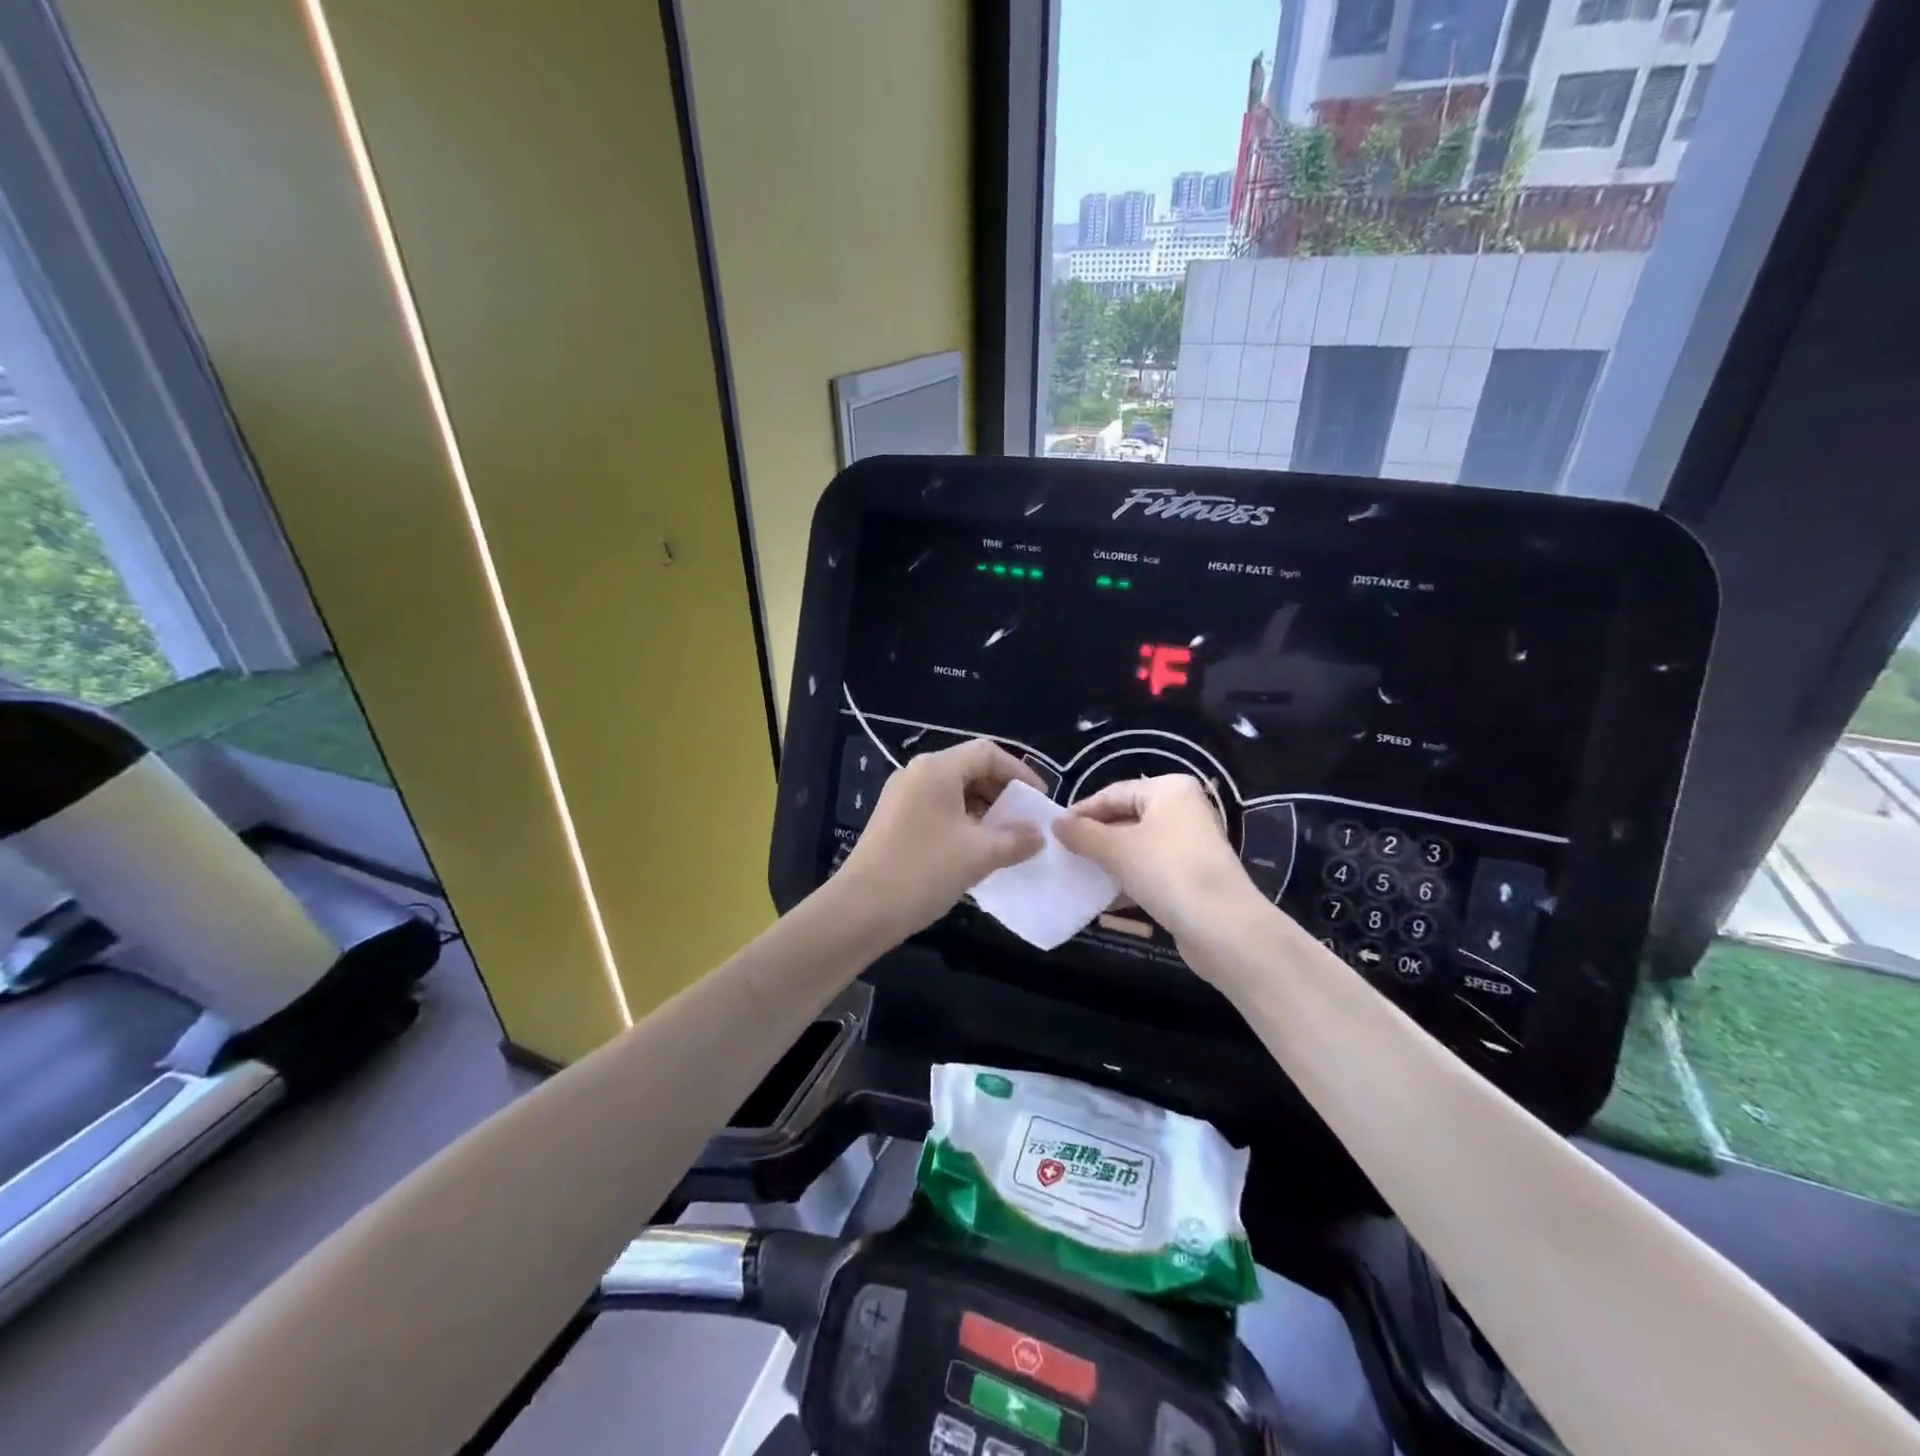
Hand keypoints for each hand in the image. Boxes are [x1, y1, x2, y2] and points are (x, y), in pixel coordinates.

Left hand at [834, 738, 1046, 941]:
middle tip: (1026, 821)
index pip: (987, 753)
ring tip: (1006, 839)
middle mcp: (917, 774)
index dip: (1020, 772)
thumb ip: (1016, 840)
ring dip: (984, 810)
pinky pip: (938, 810)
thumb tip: (1038, 834)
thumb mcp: (979, 855)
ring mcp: (901, 797)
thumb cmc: (923, 872)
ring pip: (954, 792)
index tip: (1040, 800)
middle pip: (970, 769)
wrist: (860, 910)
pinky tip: (976, 851)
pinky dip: (963, 822)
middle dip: (1002, 792)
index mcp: (936, 769)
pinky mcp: (894, 821)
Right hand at [1053, 775, 1261, 944]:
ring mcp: (1191, 843)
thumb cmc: (1167, 872)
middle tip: (1064, 854)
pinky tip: (1105, 896)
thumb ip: (1082, 834)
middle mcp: (1184, 809)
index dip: (1081, 812)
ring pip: (1138, 845)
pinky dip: (1128, 878)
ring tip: (1078, 874)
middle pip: (1126, 817)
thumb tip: (1056, 824)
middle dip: (1095, 837)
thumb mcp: (1116, 849)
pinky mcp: (1193, 875)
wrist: (1223, 927)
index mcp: (1169, 789)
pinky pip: (1152, 868)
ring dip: (1109, 860)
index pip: (1113, 793)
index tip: (1054, 832)